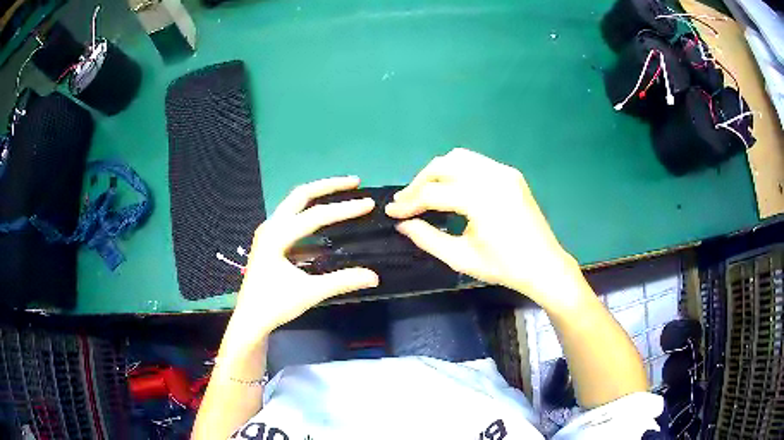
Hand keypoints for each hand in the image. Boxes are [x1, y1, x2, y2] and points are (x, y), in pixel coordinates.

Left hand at [227, 177, 379, 346]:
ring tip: (342, 194)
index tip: (369, 203)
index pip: (316, 216)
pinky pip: (292, 220)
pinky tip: (325, 223)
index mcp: (277, 235)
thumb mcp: (310, 293)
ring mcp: (268, 233)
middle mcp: (271, 227)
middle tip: (354, 182)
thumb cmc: (275, 305)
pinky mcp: (270, 242)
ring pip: (295, 205)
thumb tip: (374, 276)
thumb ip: (341, 281)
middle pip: (301, 195)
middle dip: (328, 186)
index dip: (344, 209)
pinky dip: (310, 215)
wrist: (250, 320)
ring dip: (318, 197)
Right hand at [386, 148, 582, 308]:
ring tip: (425, 192)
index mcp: (481, 199)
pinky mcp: (511, 174)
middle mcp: (492, 176)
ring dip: (437, 172)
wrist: (544, 265)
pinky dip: (457, 171)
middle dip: (419, 181)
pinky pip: (476, 163)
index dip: (409, 203)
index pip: (434, 192)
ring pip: (459, 157)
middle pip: (443, 165)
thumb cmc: (503, 267)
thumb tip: (402, 225)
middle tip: (405, 202)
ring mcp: (504, 171)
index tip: (391, 212)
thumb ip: (427, 238)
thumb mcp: (461, 258)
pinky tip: (452, 188)